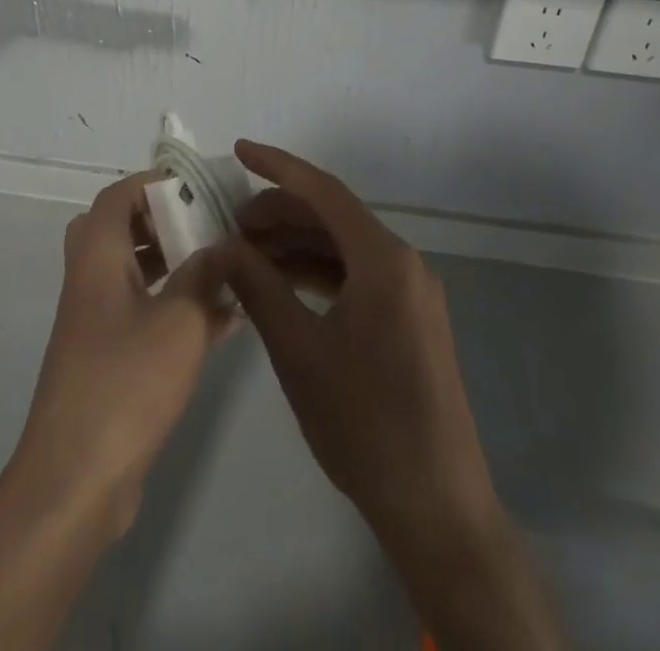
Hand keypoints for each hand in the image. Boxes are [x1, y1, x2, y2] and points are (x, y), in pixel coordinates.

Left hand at [12, 170, 232, 537]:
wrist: (76, 477)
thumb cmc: (126, 383)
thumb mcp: (178, 322)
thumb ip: (203, 277)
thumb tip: (222, 247)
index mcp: (97, 257)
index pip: (117, 197)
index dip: (153, 185)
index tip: (195, 189)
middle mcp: (90, 280)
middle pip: (120, 230)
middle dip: (163, 222)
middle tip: (204, 228)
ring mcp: (95, 321)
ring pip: (132, 272)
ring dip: (173, 265)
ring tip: (221, 269)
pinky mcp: (107, 358)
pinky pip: (142, 313)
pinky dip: (175, 307)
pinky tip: (223, 320)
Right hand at [219, 142, 559, 649]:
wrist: (436, 508)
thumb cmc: (364, 422)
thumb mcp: (298, 349)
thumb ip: (258, 287)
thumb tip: (224, 247)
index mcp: (384, 260)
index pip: (323, 191)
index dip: (277, 166)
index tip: (239, 150)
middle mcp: (403, 264)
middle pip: (332, 217)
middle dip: (279, 213)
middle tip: (231, 224)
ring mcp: (410, 293)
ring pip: (342, 247)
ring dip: (295, 244)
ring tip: (246, 254)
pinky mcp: (409, 320)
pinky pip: (356, 276)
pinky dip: (316, 272)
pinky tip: (281, 285)